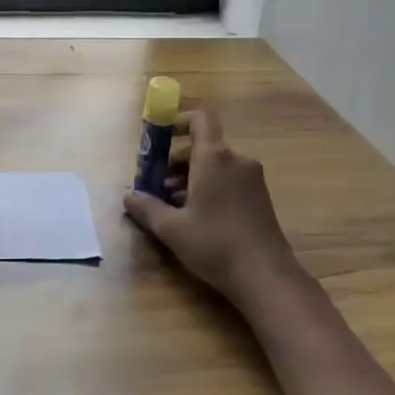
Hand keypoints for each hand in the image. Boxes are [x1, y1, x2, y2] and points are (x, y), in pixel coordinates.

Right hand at [124, 108, 299, 304]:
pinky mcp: (260, 197)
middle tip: (156, 185)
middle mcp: (236, 160)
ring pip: (216, 165)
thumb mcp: (172, 229)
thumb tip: (128, 196)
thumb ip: (147, 208)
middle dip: (176, 161)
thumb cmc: (215, 244)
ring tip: (172, 206)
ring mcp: (252, 178)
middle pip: (203, 145)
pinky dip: (210, 188)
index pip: (200, 118)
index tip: (159, 138)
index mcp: (214, 157)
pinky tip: (197, 217)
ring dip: (191, 177)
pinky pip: (229, 179)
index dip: (179, 120)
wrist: (266, 276)